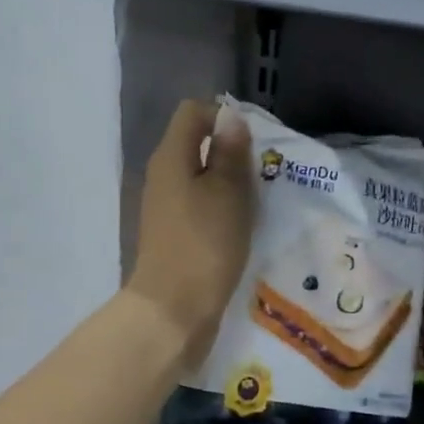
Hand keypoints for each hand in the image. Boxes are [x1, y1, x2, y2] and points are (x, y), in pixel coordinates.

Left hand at [126, 100, 253, 350]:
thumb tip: (230, 117)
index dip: (224, 117)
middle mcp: (162, 176)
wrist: (173, 310)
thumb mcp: (227, 192)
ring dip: (227, 184)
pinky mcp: (173, 235)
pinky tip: (239, 228)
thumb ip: (229, 152)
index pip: (193, 113)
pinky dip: (220, 209)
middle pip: (195, 145)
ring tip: (256, 203)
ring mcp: (165, 208)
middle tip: (261, 175)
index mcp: (170, 157)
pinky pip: (199, 207)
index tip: (253, 144)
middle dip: (230, 153)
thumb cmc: (205, 244)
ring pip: (199, 178)